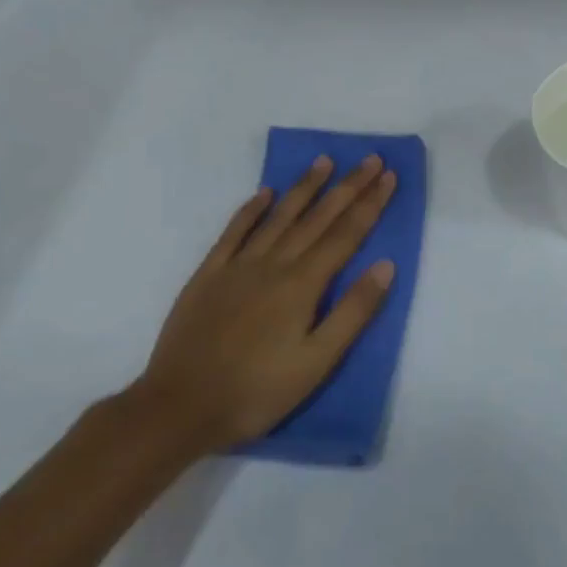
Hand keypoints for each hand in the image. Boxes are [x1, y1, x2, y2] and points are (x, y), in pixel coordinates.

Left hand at [128, 155, 397, 455]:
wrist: (179, 408)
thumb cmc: (257, 391)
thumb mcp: (317, 362)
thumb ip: (353, 312)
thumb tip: (386, 265)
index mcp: (303, 285)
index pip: (346, 234)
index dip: (370, 204)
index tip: (388, 175)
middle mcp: (273, 264)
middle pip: (317, 218)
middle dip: (347, 187)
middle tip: (369, 158)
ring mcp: (237, 266)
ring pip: (279, 217)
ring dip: (304, 188)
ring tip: (324, 161)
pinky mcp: (207, 275)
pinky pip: (233, 232)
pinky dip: (250, 210)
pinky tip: (264, 193)